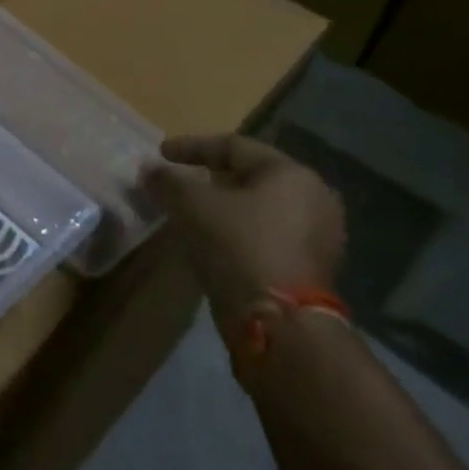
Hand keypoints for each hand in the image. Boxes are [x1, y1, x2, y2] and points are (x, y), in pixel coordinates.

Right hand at [140, 135, 346, 333]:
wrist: (280, 322)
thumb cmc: (237, 244)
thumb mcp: (191, 204)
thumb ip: (168, 180)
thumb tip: (149, 169)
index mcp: (291, 174)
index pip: (234, 146)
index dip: (191, 147)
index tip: (161, 154)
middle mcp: (314, 198)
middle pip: (252, 176)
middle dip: (211, 175)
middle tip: (181, 178)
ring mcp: (319, 236)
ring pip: (261, 206)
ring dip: (225, 204)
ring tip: (192, 208)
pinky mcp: (312, 267)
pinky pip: (268, 233)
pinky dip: (239, 228)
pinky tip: (213, 235)